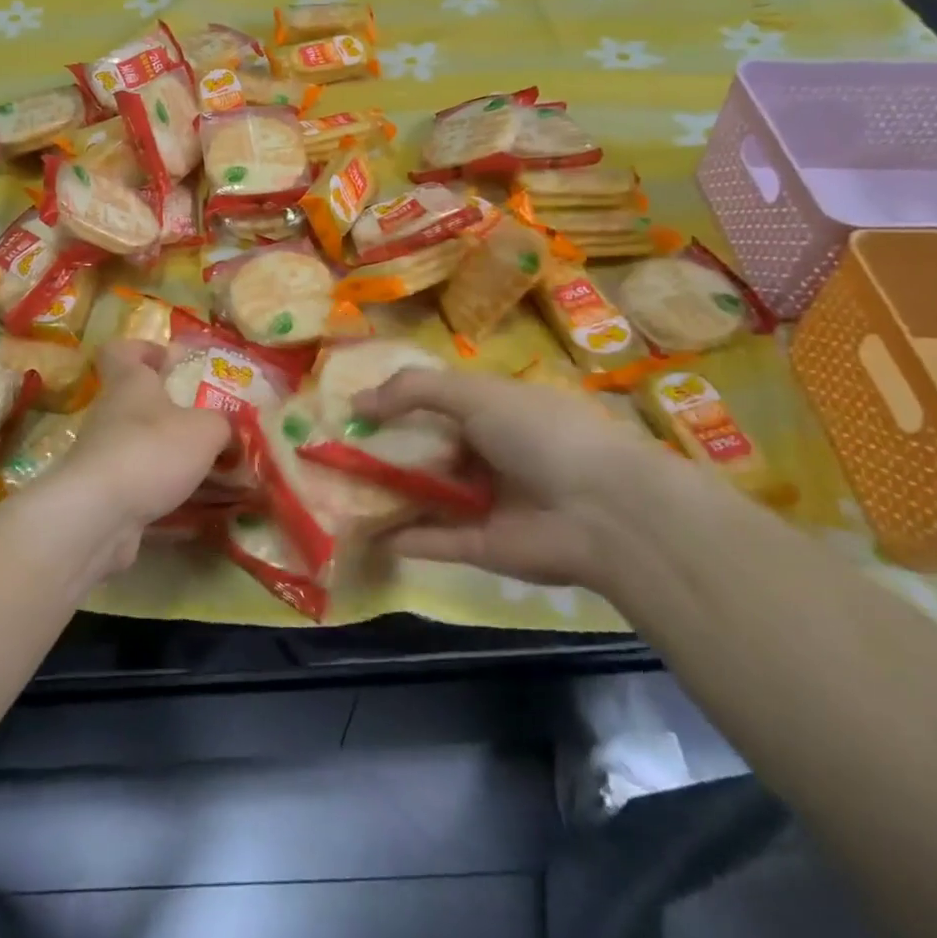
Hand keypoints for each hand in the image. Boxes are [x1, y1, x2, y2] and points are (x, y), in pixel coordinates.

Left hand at [47, 341, 229, 573]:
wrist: (97, 514)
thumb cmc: (152, 450)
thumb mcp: (206, 429)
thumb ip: (222, 424)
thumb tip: (226, 429)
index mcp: (129, 383)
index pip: (121, 351)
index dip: (144, 350)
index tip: (170, 361)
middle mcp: (110, 414)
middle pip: (135, 402)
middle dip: (170, 413)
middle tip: (207, 425)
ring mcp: (102, 456)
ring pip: (139, 446)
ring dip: (168, 456)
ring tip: (208, 471)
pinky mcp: (102, 495)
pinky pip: (138, 486)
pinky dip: (162, 494)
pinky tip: (192, 507)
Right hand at [353, 368, 667, 589]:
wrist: (603, 511)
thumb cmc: (540, 434)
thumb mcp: (475, 394)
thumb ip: (415, 390)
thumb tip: (356, 401)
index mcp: (494, 412)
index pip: (436, 403)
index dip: (396, 402)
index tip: (352, 407)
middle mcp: (488, 455)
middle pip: (426, 450)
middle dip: (383, 449)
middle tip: (333, 448)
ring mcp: (486, 502)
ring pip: (426, 495)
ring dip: (387, 491)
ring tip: (335, 488)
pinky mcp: (482, 546)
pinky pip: (434, 540)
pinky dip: (404, 537)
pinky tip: (364, 531)